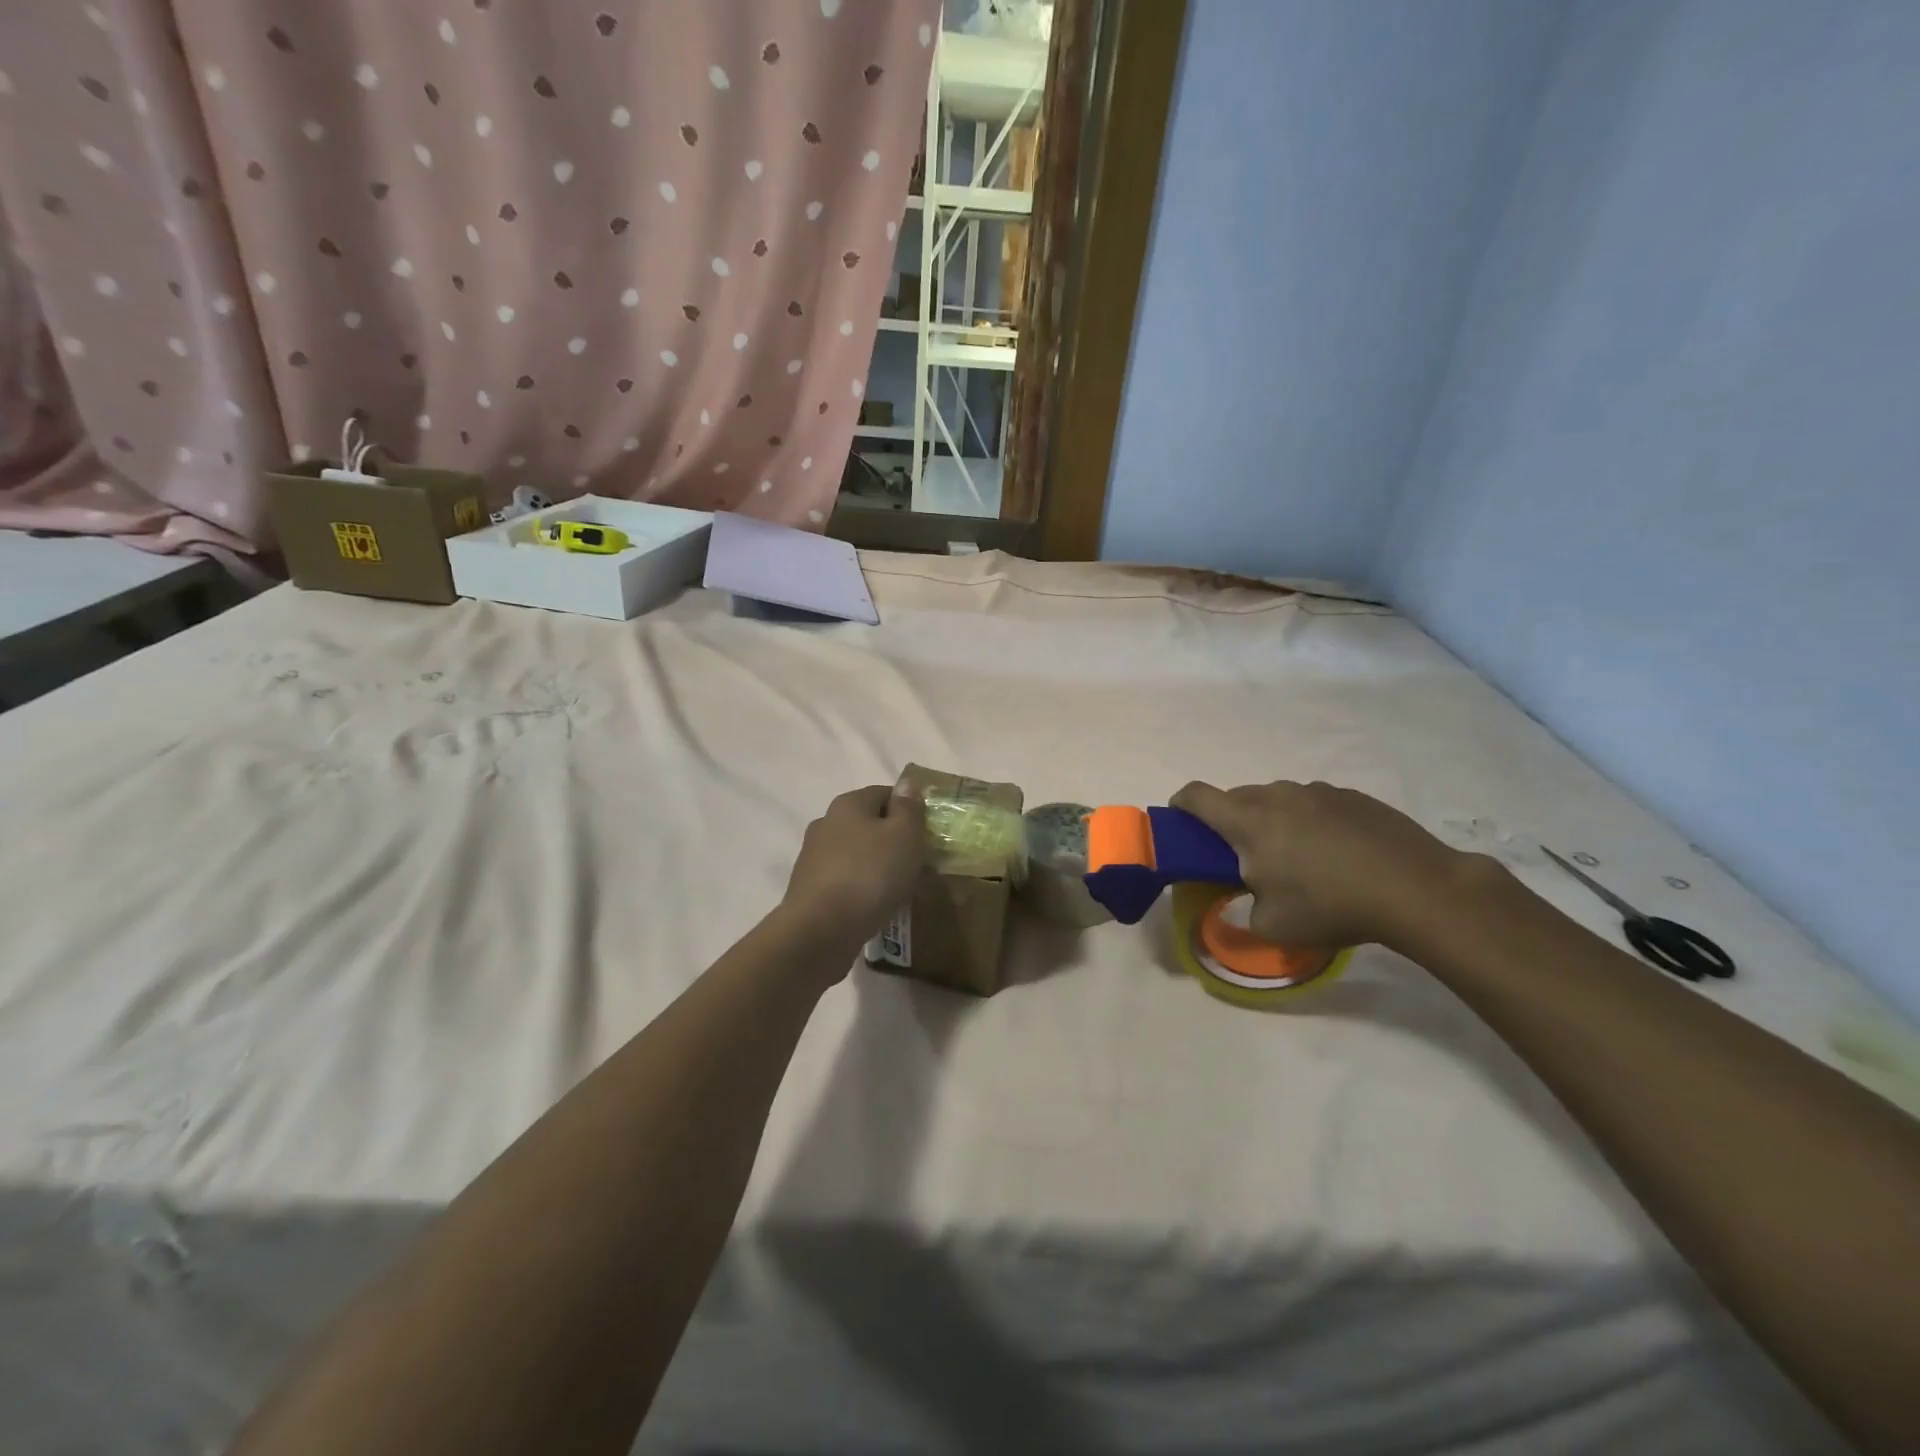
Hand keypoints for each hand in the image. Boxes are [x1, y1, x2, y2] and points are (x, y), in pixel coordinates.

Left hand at [781, 785, 926, 951]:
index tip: (928, 834)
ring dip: (877, 866)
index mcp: (848, 804)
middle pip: (869, 824)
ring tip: (899, 889)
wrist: (820, 930)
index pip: (886, 793)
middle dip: (894, 840)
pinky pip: (845, 881)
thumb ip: (909, 808)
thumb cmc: (870, 875)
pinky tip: (875, 906)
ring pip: (857, 854)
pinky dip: (862, 888)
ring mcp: (813, 858)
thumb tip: (907, 784)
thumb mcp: (904, 835)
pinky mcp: (810, 889)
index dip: (910, 810)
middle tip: (918, 864)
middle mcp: (826, 823)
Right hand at [1171, 780, 1469, 948]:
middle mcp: (1277, 796)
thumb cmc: (1331, 906)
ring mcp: (1317, 791)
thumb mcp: (1272, 926)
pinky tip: (1337, 855)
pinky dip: (1310, 822)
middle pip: (1236, 798)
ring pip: (1277, 800)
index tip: (1181, 823)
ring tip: (1298, 859)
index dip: (1180, 806)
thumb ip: (1242, 910)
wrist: (1417, 888)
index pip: (1196, 796)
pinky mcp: (1351, 796)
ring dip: (1273, 821)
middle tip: (1246, 859)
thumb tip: (1243, 900)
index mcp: (1248, 821)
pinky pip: (1313, 803)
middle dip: (1230, 823)